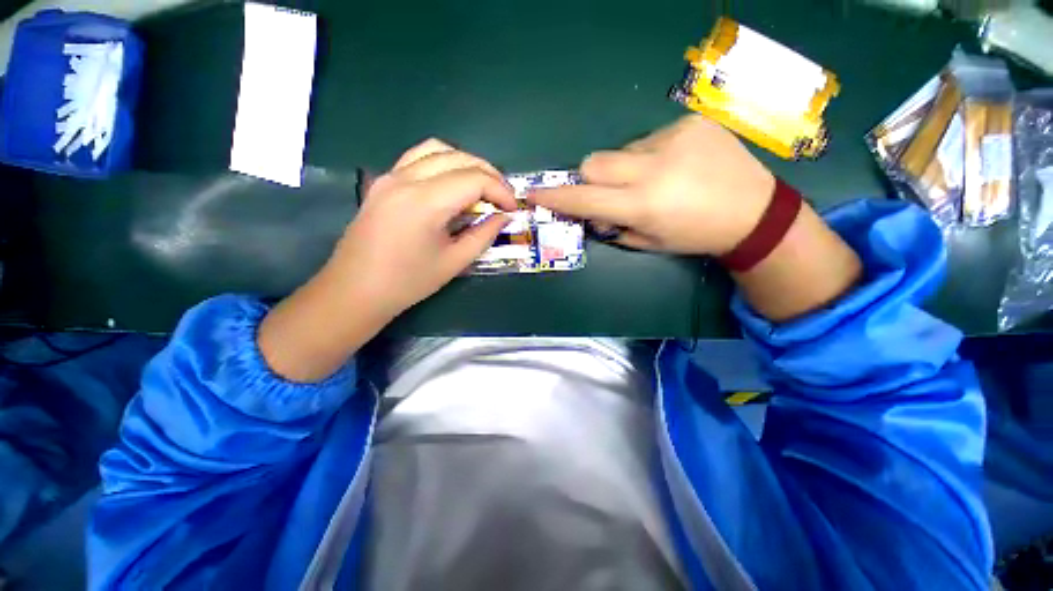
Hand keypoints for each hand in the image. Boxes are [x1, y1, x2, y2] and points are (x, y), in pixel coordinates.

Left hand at [258, 139, 515, 381]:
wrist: (356, 290)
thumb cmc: (408, 282)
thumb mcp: (454, 262)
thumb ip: (483, 235)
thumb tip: (504, 217)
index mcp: (424, 202)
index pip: (473, 179)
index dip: (500, 191)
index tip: (513, 208)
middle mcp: (405, 179)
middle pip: (458, 157)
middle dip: (488, 173)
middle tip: (503, 196)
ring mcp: (390, 176)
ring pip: (436, 149)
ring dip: (466, 162)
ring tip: (482, 185)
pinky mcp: (383, 182)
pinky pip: (418, 157)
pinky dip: (443, 162)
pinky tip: (452, 183)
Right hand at [528, 115, 775, 255]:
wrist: (754, 212)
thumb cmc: (695, 235)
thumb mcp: (649, 242)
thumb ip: (613, 227)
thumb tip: (592, 213)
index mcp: (643, 205)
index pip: (584, 199)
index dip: (556, 198)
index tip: (534, 194)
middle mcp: (653, 169)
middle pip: (593, 162)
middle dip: (591, 179)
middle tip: (610, 192)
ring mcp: (673, 139)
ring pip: (621, 151)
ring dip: (625, 168)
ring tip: (656, 179)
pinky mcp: (690, 122)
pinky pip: (649, 139)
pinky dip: (651, 155)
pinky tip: (677, 165)